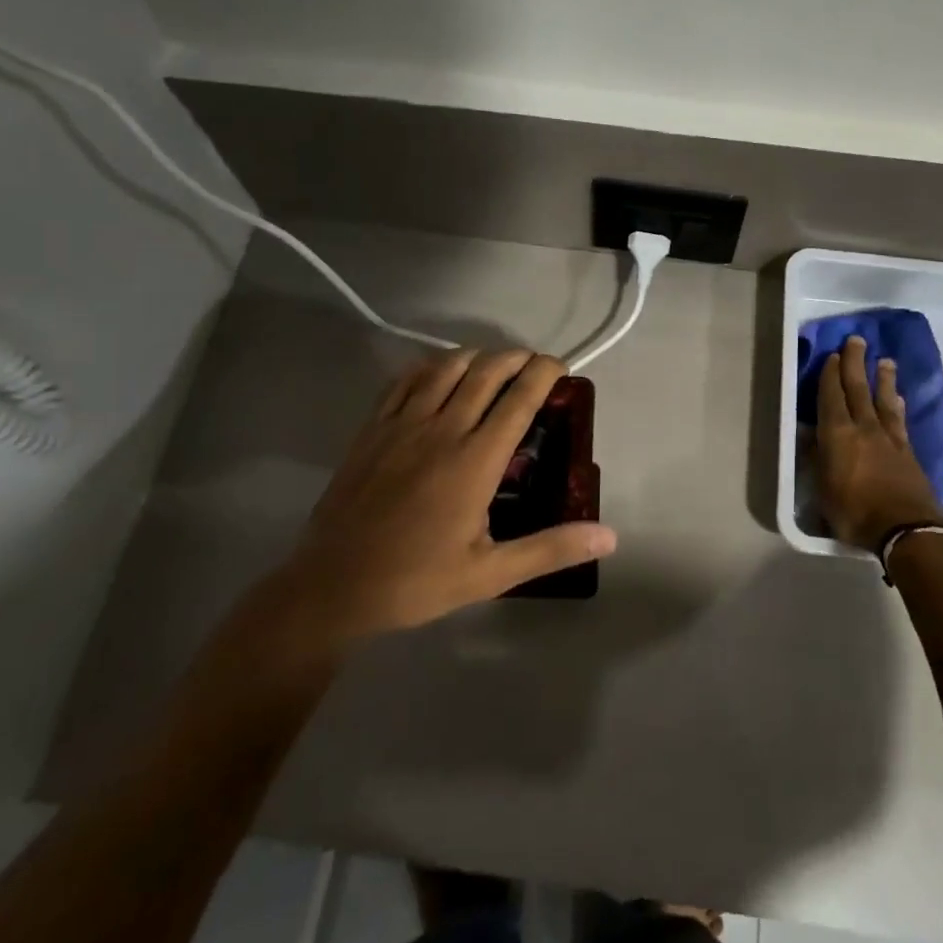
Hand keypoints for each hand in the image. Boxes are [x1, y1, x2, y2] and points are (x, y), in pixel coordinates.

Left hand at [279, 348, 616, 646]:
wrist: (332, 586)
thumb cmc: (416, 581)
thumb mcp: (491, 574)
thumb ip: (550, 548)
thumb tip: (609, 537)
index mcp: (475, 461)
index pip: (519, 399)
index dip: (544, 373)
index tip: (560, 367)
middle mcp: (442, 429)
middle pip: (486, 372)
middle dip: (515, 358)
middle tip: (533, 364)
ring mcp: (402, 424)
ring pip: (445, 367)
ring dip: (475, 356)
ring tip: (492, 364)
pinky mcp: (373, 428)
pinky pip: (404, 380)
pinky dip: (429, 367)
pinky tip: (438, 373)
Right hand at [815, 336, 942, 550]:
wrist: (908, 531)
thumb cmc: (856, 513)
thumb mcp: (824, 492)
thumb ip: (817, 460)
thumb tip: (808, 436)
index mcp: (838, 436)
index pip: (831, 398)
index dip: (830, 376)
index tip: (832, 356)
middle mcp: (864, 429)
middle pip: (858, 389)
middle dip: (855, 363)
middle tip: (856, 341)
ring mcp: (889, 439)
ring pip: (883, 400)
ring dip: (882, 379)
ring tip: (884, 361)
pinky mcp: (908, 452)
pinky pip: (900, 420)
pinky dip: (898, 406)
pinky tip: (899, 400)